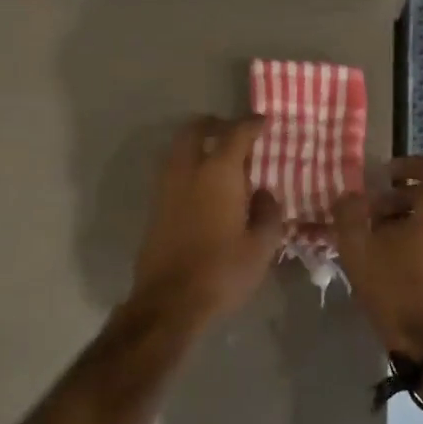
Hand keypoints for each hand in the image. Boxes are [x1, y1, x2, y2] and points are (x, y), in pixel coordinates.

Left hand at [132, 115, 283, 317]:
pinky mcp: (155, 206)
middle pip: (195, 129)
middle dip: (214, 124)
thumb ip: (268, 213)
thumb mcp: (261, 247)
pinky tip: (204, 187)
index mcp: (218, 173)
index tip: (263, 122)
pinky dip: (187, 166)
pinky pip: (172, 171)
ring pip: (178, 149)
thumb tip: (264, 193)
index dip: (252, 123)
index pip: (236, 133)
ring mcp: (166, 187)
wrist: (169, 301)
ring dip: (197, 144)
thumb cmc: (222, 271)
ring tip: (218, 159)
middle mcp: (188, 170)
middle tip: (232, 132)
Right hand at [333, 156, 422, 358]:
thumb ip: (349, 212)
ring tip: (385, 239)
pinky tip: (403, 259)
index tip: (380, 177)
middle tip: (373, 214)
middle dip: (402, 197)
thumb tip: (349, 196)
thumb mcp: (357, 248)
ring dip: (414, 219)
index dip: (403, 165)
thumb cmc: (394, 289)